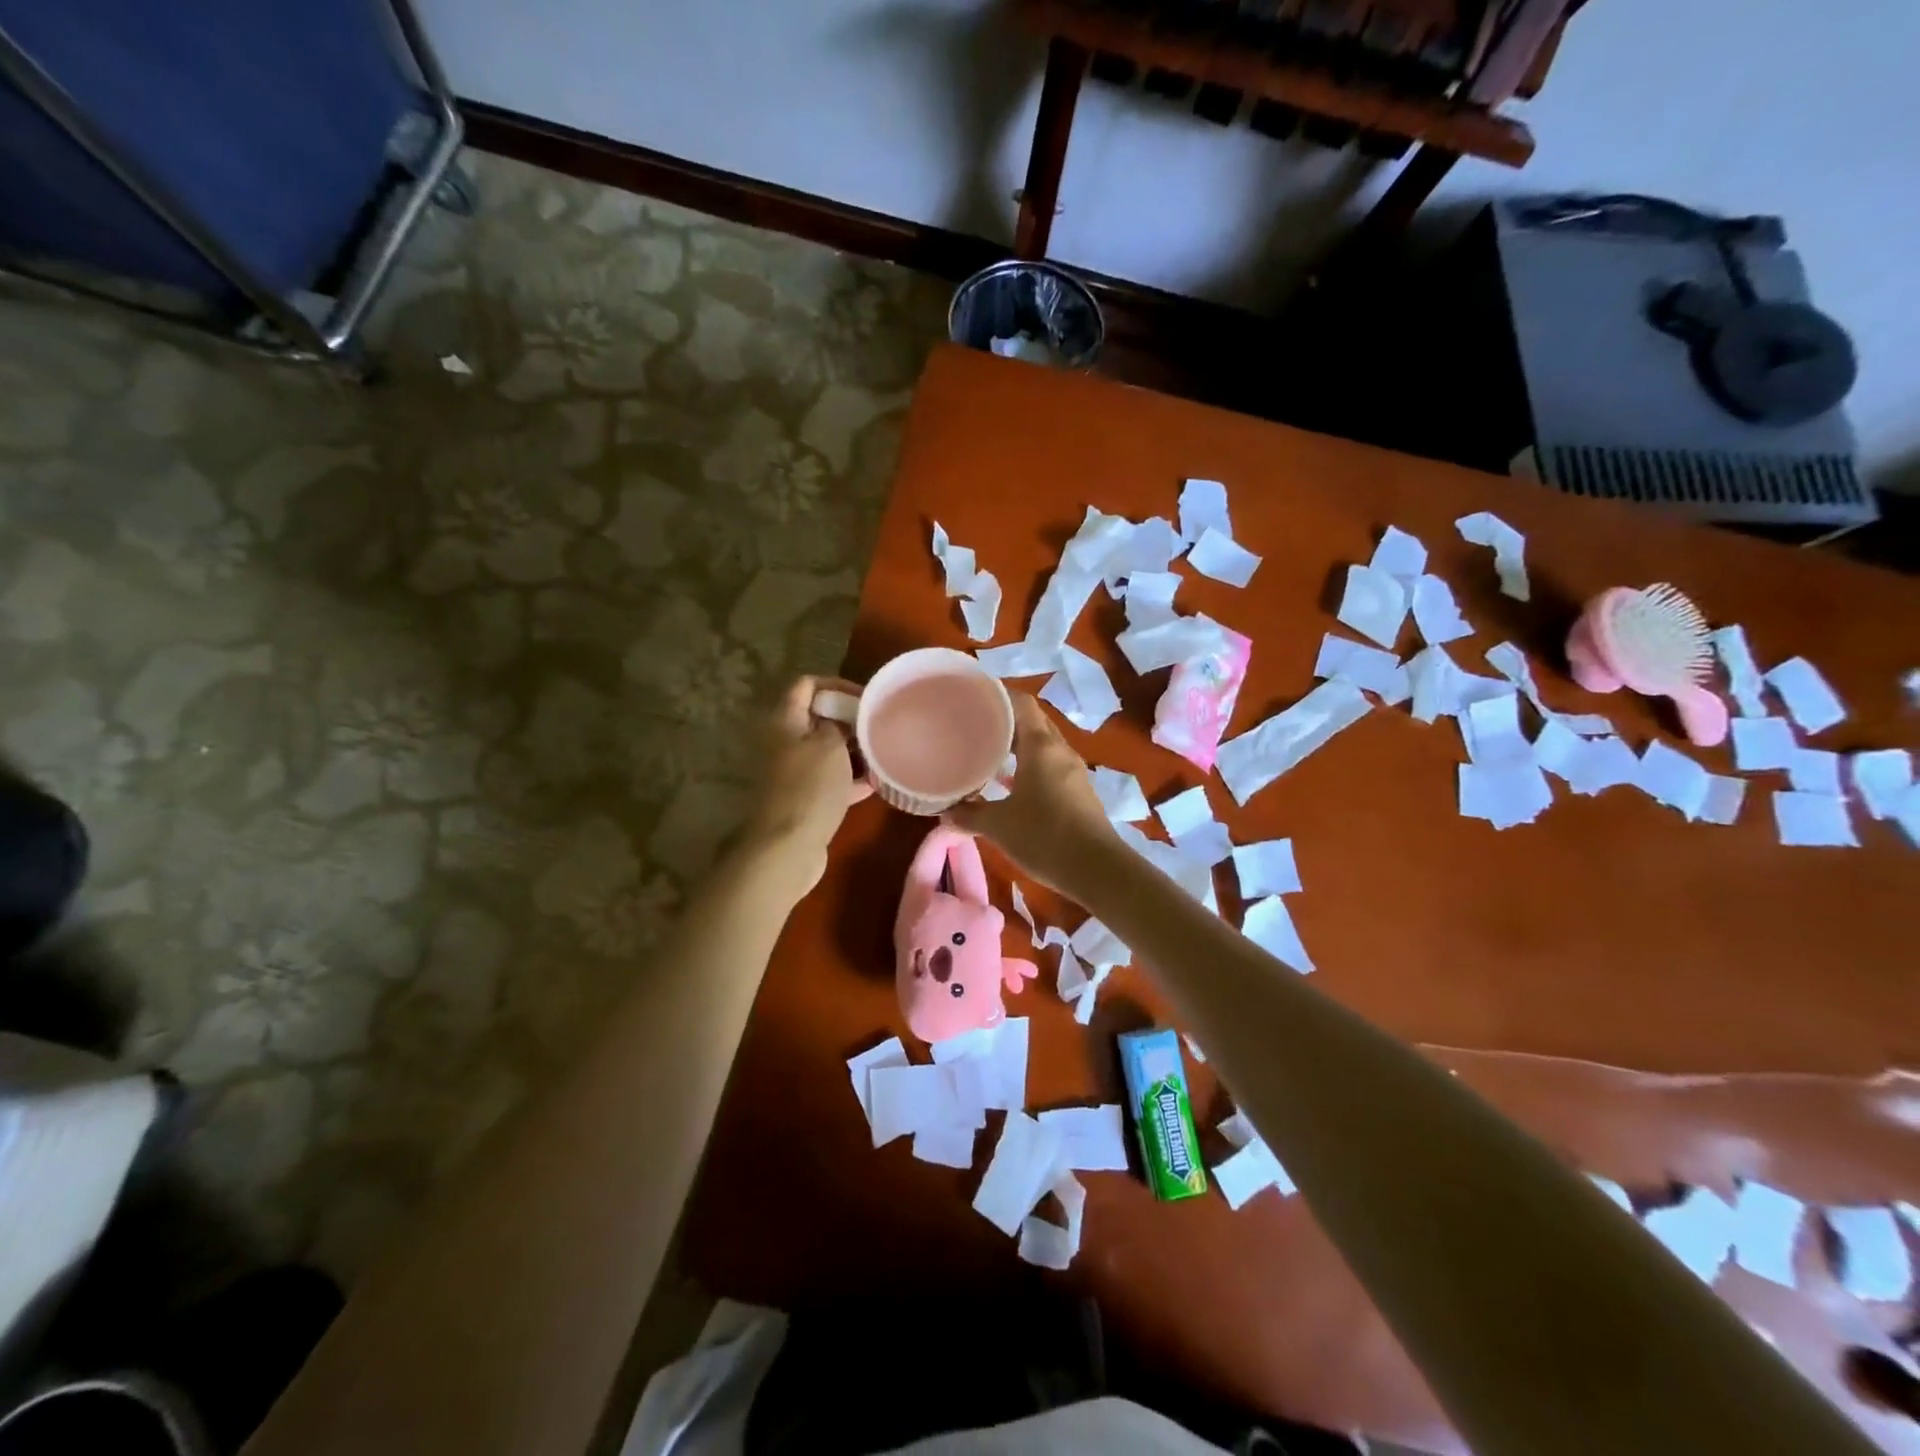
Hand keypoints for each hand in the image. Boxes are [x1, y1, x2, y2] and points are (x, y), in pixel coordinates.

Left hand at [741, 676, 871, 897]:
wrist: (789, 846)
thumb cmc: (810, 787)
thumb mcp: (830, 745)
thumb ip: (839, 723)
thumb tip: (843, 719)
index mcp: (785, 720)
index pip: (807, 685)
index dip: (836, 685)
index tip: (865, 697)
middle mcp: (785, 742)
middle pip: (818, 718)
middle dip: (849, 718)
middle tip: (880, 724)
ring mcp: (794, 772)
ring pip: (827, 750)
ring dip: (853, 749)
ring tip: (884, 750)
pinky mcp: (804, 798)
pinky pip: (831, 779)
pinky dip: (851, 778)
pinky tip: (878, 782)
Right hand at [947, 694, 1116, 895]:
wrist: (1097, 869)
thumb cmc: (1045, 837)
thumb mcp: (999, 826)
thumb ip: (969, 814)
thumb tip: (944, 811)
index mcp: (1041, 746)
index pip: (1021, 703)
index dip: (998, 694)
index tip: (973, 696)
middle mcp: (1059, 750)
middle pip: (1033, 720)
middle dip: (1005, 717)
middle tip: (974, 722)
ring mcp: (1072, 770)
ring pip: (1042, 743)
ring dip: (1018, 742)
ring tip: (987, 749)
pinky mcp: (1078, 790)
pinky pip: (1049, 763)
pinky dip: (1029, 763)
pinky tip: (1009, 782)